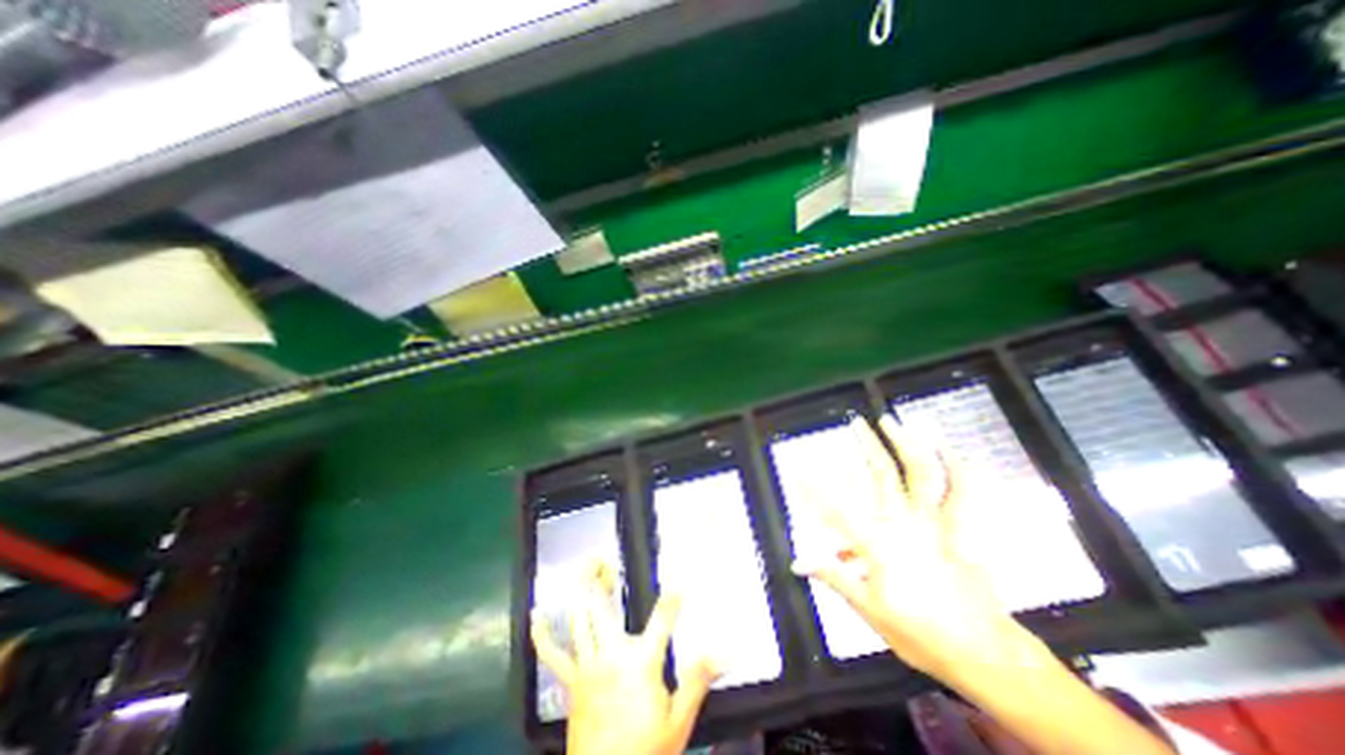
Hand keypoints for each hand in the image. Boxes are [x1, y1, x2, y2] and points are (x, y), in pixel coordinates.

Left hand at [532, 561, 720, 754]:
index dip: (671, 599)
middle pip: (601, 608)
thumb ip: (697, 680)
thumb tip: (722, 652)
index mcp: (640, 662)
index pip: (661, 620)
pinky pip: (552, 655)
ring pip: (579, 620)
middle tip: (600, 557)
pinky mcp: (570, 682)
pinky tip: (536, 616)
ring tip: (583, 569)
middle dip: (599, 579)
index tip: (678, 581)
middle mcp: (610, 655)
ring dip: (580, 592)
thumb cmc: (646, 752)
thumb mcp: (678, 721)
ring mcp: (586, 667)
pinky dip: (542, 635)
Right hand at [796, 416, 1038, 682]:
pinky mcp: (960, 530)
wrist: (985, 656)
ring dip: (909, 443)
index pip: (836, 508)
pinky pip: (963, 494)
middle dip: (867, 445)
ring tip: (895, 422)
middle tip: (856, 422)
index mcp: (879, 544)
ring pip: (922, 473)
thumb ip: (834, 578)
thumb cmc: (922, 634)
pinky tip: (951, 448)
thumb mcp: (869, 610)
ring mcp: (936, 523)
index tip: (797, 467)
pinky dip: (959, 469)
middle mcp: (905, 523)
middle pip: (882, 475)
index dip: (813, 487)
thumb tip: (797, 562)